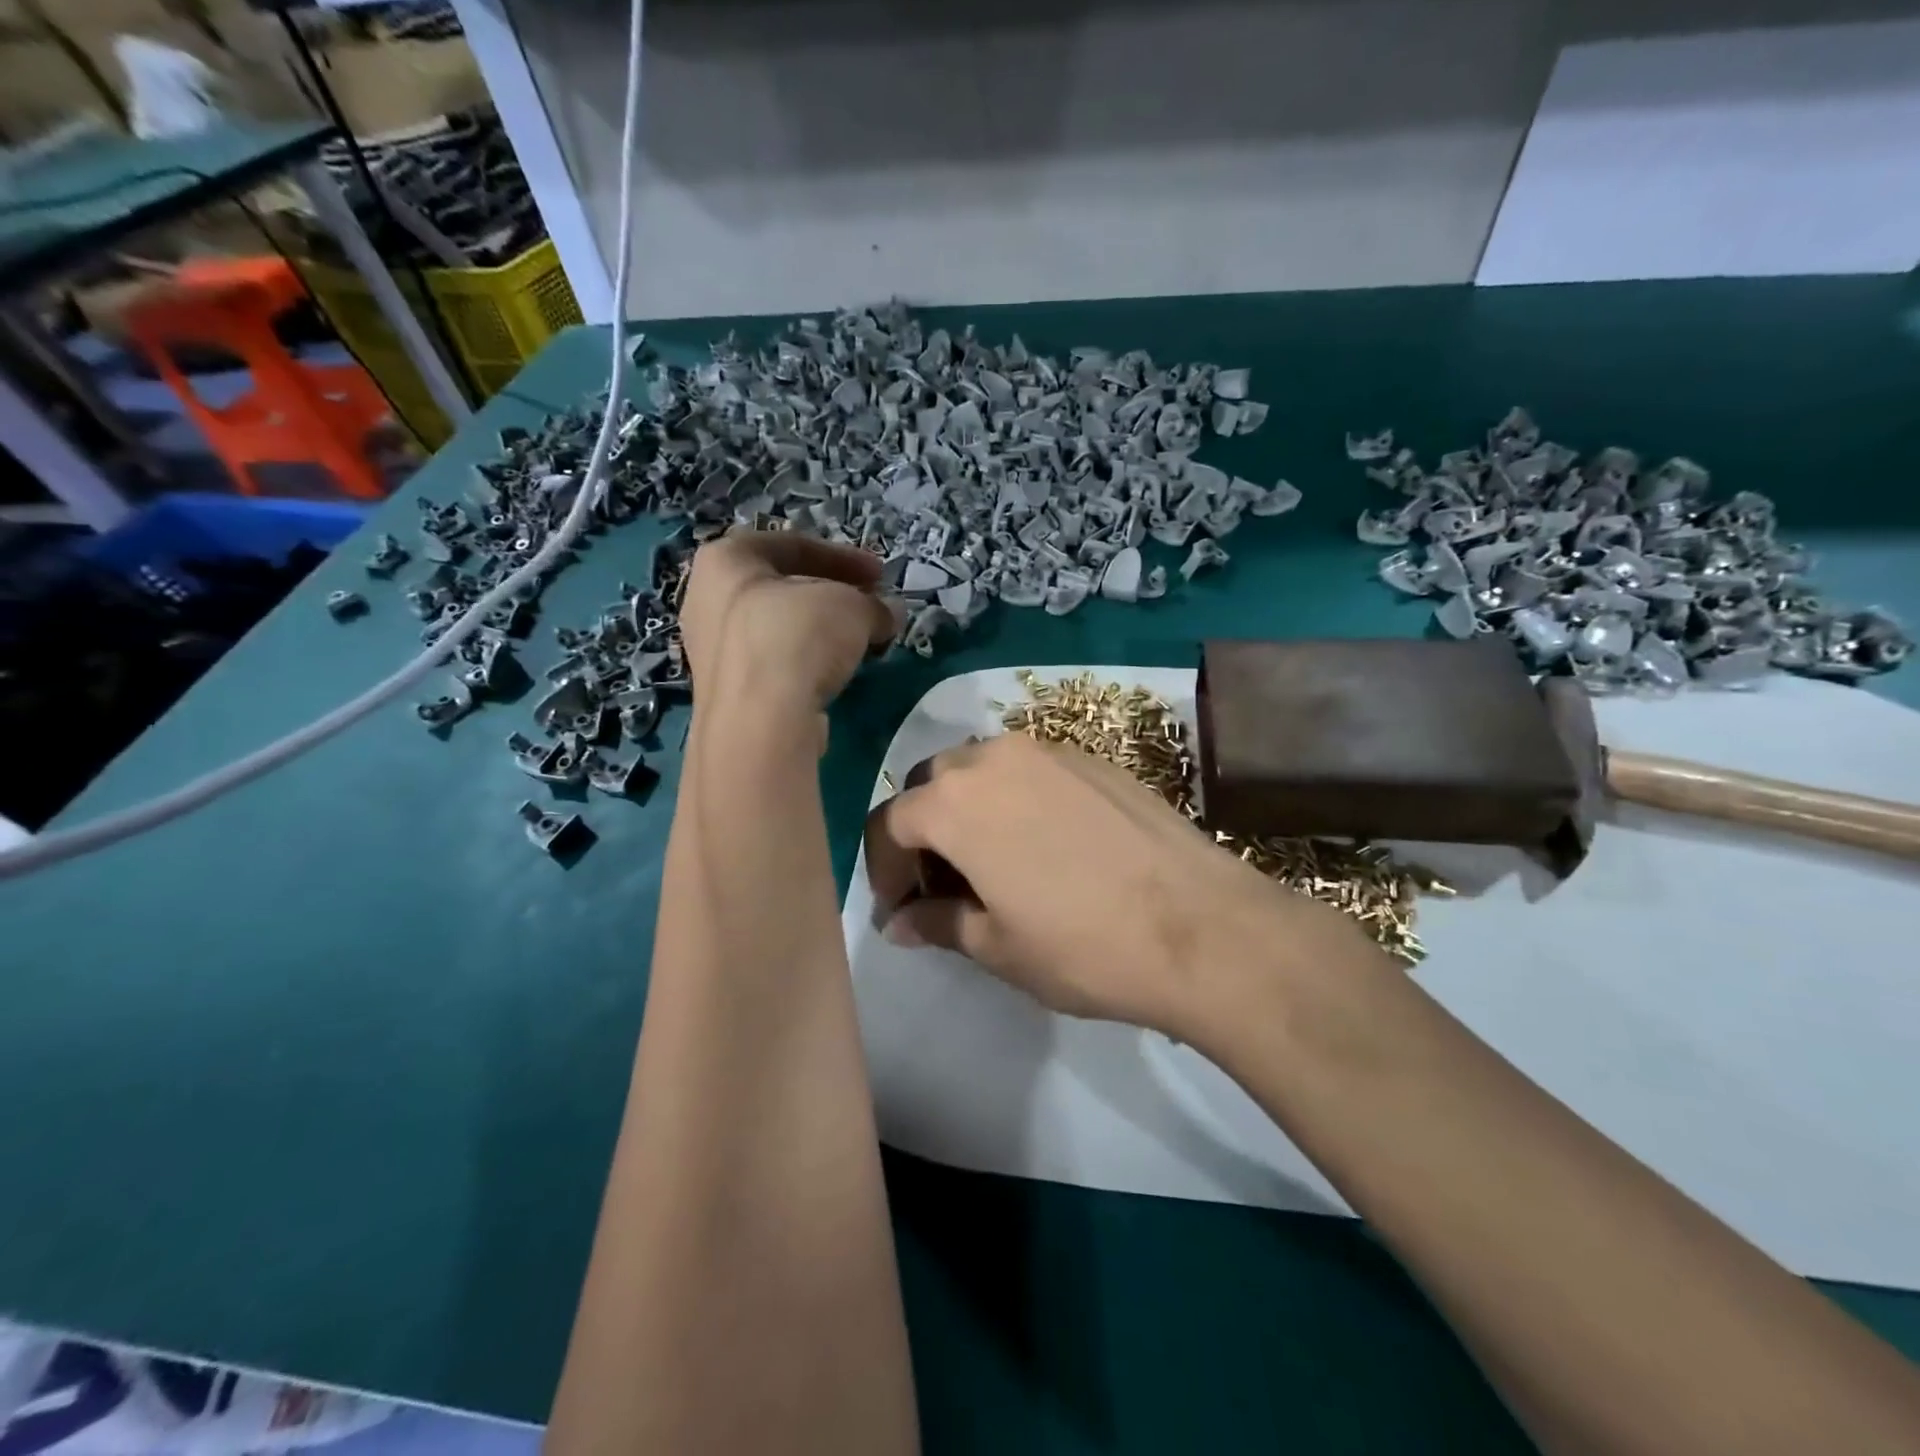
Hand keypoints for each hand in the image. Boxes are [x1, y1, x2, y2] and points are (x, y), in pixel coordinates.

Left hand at [679, 531, 896, 715]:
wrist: (761, 721)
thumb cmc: (798, 637)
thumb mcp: (852, 607)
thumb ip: (873, 605)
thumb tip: (888, 614)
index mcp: (725, 560)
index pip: (792, 544)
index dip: (844, 557)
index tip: (880, 575)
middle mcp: (706, 599)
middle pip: (781, 588)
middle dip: (831, 595)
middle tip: (868, 607)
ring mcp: (711, 650)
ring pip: (776, 628)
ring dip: (819, 632)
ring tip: (857, 644)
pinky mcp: (725, 693)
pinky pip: (771, 665)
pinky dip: (803, 664)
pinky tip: (832, 677)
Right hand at [863, 734, 1362, 1037]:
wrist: (1201, 926)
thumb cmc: (1083, 945)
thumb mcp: (996, 946)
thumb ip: (936, 923)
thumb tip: (898, 923)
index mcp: (954, 802)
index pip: (890, 823)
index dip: (884, 869)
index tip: (898, 909)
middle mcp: (993, 757)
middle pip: (934, 785)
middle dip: (925, 832)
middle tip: (943, 884)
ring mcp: (1049, 750)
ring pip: (983, 769)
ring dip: (969, 809)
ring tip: (993, 862)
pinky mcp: (1093, 757)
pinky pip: (1031, 769)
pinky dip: (1015, 798)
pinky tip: (1044, 843)